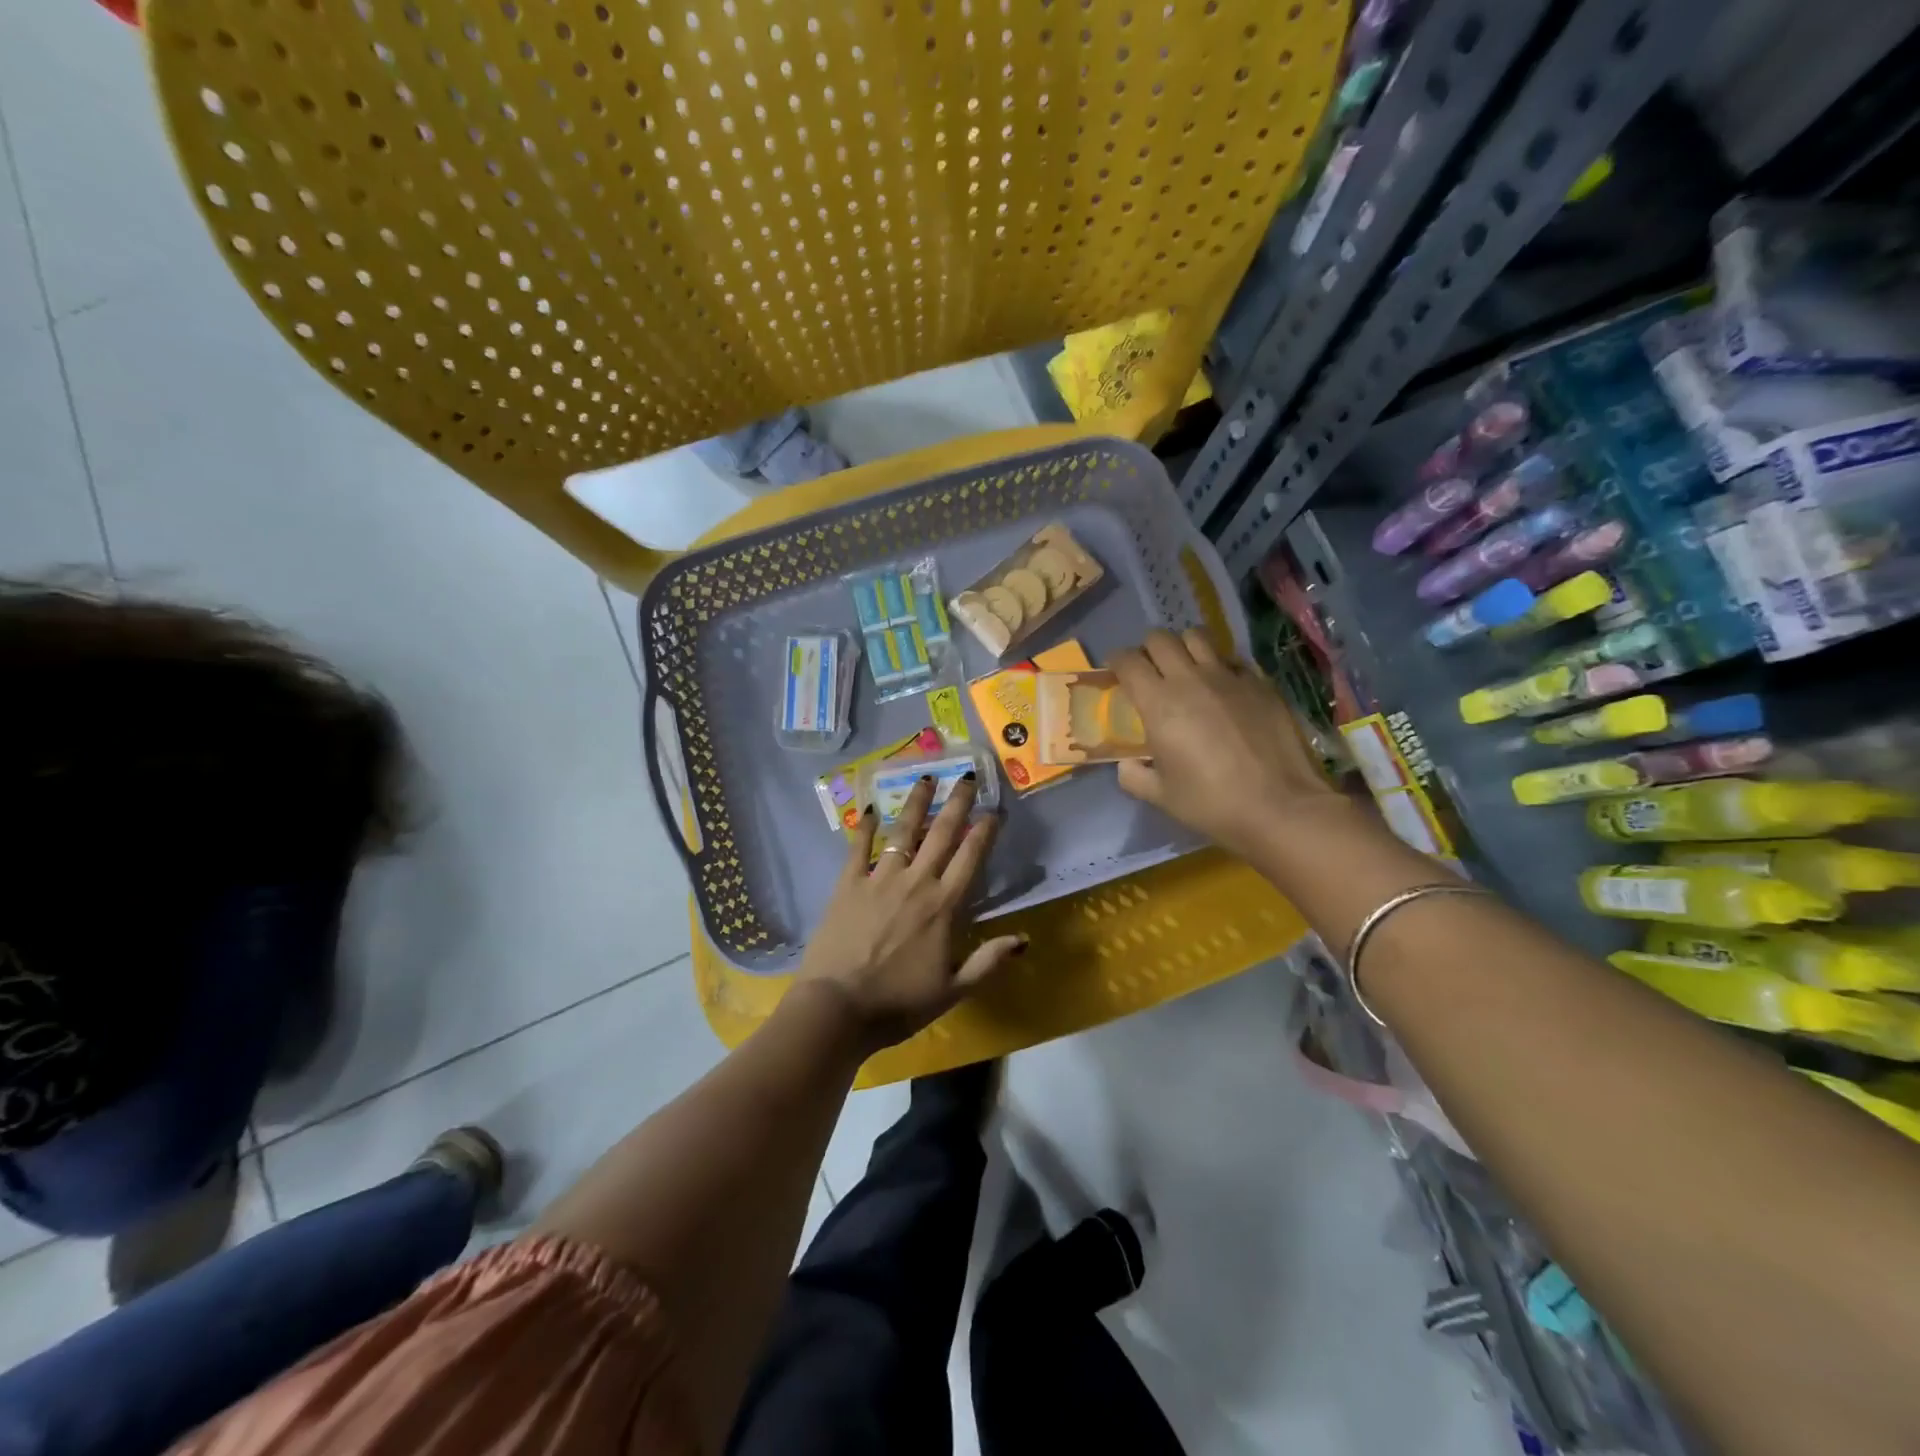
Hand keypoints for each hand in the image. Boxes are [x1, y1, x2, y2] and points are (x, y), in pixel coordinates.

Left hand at [795, 775, 1025, 1052]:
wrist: (837, 1008)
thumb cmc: (898, 1004)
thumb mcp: (952, 991)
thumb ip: (988, 962)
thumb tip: (1024, 939)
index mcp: (943, 906)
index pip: (970, 858)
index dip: (984, 831)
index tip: (994, 810)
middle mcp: (915, 882)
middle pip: (941, 834)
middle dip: (957, 803)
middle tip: (968, 776)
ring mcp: (879, 879)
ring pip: (903, 832)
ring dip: (917, 803)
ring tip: (926, 777)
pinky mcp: (847, 885)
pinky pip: (858, 848)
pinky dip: (866, 827)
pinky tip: (872, 808)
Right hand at [1111, 629, 1346, 859]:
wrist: (1280, 806)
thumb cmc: (1212, 803)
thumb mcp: (1161, 796)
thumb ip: (1134, 776)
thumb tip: (1127, 764)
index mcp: (1159, 704)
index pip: (1128, 662)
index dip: (1116, 661)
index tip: (1115, 671)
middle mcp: (1190, 679)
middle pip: (1160, 639)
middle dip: (1148, 649)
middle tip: (1149, 669)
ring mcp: (1229, 676)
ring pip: (1197, 637)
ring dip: (1184, 647)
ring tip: (1185, 667)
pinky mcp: (1259, 682)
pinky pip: (1231, 658)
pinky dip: (1219, 664)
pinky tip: (1222, 686)